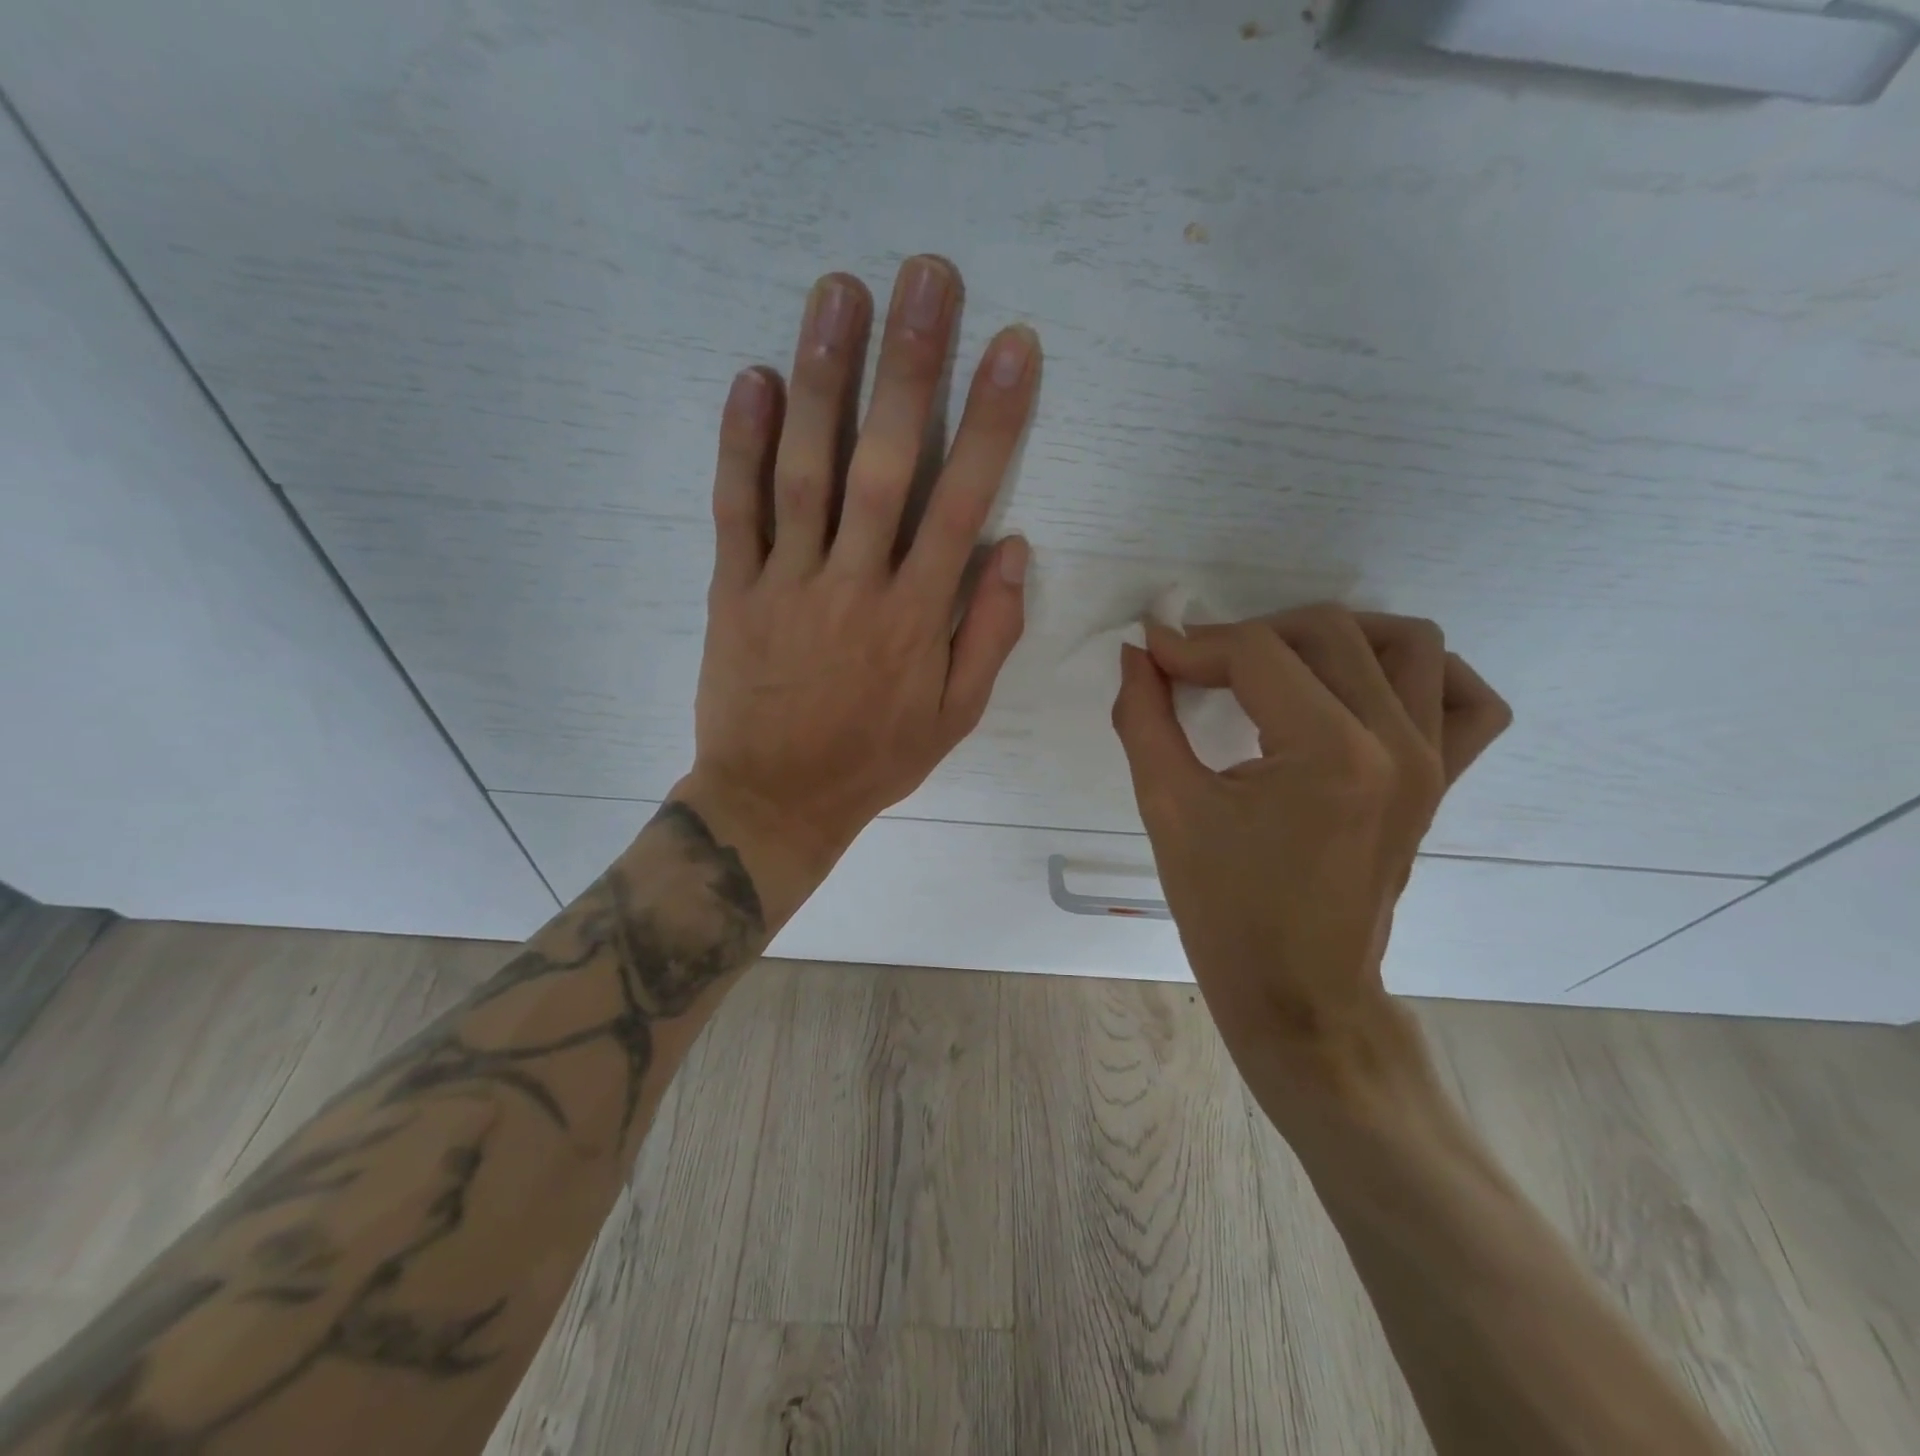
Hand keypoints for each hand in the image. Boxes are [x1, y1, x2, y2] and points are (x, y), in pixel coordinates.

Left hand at [674, 257, 1040, 923]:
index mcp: (917, 617)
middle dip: (911, 367)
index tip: (1012, 347)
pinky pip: (736, 510)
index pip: (963, 502)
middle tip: (926, 277)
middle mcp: (856, 585)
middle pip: (886, 463)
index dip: (992, 421)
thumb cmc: (875, 758)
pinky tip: (752, 378)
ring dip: (824, 377)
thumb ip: (988, 633)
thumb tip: (1011, 546)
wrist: (777, 799)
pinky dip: (740, 443)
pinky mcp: (733, 590)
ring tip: (839, 293)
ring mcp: (788, 583)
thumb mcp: (955, 716)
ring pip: (806, 469)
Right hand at [1110, 605, 1509, 1088]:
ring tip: (1275, 667)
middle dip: (1247, 635)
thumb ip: (1143, 718)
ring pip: (1406, 643)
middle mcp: (1397, 744)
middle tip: (1197, 668)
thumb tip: (1137, 654)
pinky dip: (1420, 674)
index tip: (1152, 657)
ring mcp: (1433, 762)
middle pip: (1327, 632)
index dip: (1192, 645)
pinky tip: (1365, 688)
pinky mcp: (1444, 782)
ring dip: (1332, 637)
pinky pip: (1465, 700)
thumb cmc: (1225, 908)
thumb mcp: (1167, 807)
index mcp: (1330, 753)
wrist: (1296, 991)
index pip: (1257, 653)